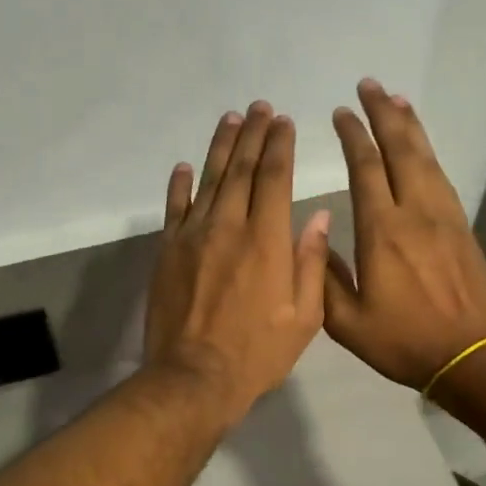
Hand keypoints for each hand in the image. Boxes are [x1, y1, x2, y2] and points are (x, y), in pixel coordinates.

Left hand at [145, 102, 331, 424]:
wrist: (194, 377)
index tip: (284, 122)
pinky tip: (184, 166)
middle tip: (260, 108)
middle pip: (241, 169)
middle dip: (253, 135)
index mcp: (267, 241)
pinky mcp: (167, 251)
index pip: (274, 178)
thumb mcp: (304, 317)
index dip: (280, 146)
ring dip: (220, 147)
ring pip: (208, 180)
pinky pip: (174, 208)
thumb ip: (310, 262)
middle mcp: (229, 227)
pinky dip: (179, 185)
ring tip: (230, 120)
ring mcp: (192, 236)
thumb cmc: (257, 353)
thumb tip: (317, 217)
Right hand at [323, 80, 485, 390]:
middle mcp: (415, 213)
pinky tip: (421, 145)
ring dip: (409, 125)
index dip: (352, 136)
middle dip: (383, 114)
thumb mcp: (347, 322)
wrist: (471, 356)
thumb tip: (312, 235)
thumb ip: (323, 277)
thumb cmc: (404, 341)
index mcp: (382, 232)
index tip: (340, 113)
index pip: (365, 169)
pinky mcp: (462, 226)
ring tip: (395, 99)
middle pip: (400, 150)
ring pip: (426, 158)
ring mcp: (444, 217)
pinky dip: (429, 151)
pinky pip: (442, 176)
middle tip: (369, 85)